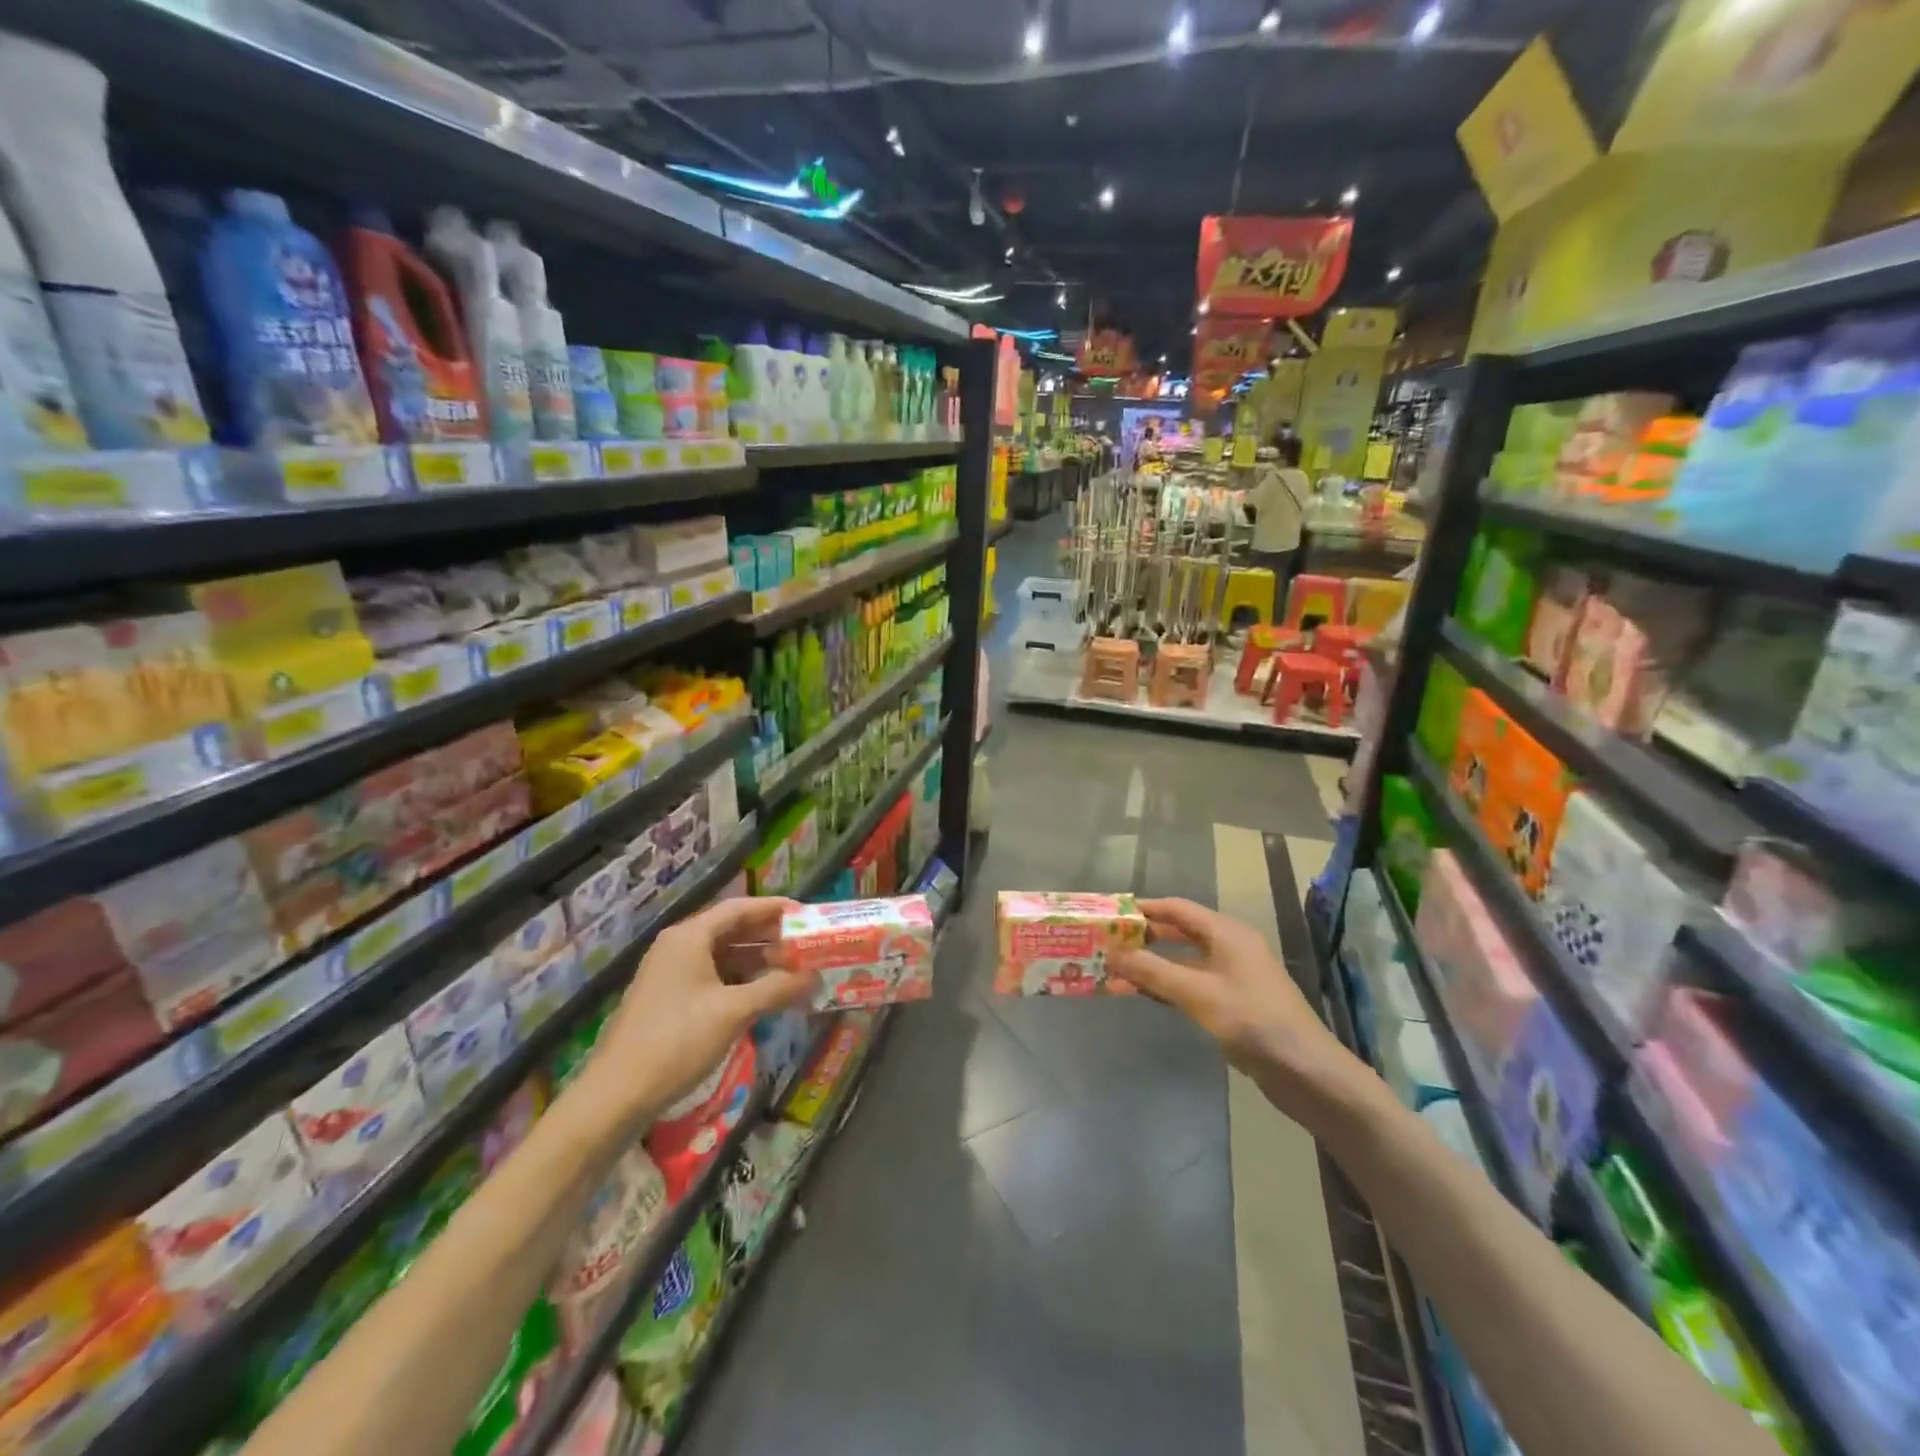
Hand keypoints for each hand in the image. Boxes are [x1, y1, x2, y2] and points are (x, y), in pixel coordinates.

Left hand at [580, 897, 816, 1123]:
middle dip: (768, 937)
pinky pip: (711, 977)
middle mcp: (677, 947)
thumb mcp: (734, 1011)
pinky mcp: (667, 999)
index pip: (739, 908)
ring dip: (755, 961)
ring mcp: (669, 974)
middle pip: (730, 930)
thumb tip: (815, 977)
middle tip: (804, 945)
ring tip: (790, 971)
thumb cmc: (677, 1040)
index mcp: (689, 937)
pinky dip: (738, 981)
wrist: (616, 1094)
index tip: (804, 913)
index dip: (773, 908)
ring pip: (721, 956)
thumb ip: (777, 989)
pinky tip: (760, 995)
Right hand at [1110, 898, 1365, 1125]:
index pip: (1177, 908)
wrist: (1307, 1072)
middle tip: (1107, 943)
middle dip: (1144, 937)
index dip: (1143, 909)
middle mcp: (1230, 946)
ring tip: (1116, 970)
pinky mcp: (1234, 1002)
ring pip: (1184, 961)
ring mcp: (1233, 975)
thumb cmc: (1252, 1021)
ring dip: (1153, 964)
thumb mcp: (1197, 994)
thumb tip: (1113, 952)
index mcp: (1226, 932)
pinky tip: (1144, 994)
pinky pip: (1192, 983)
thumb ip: (1153, 971)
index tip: (1110, 913)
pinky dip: (1168, 985)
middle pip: (1179, 932)